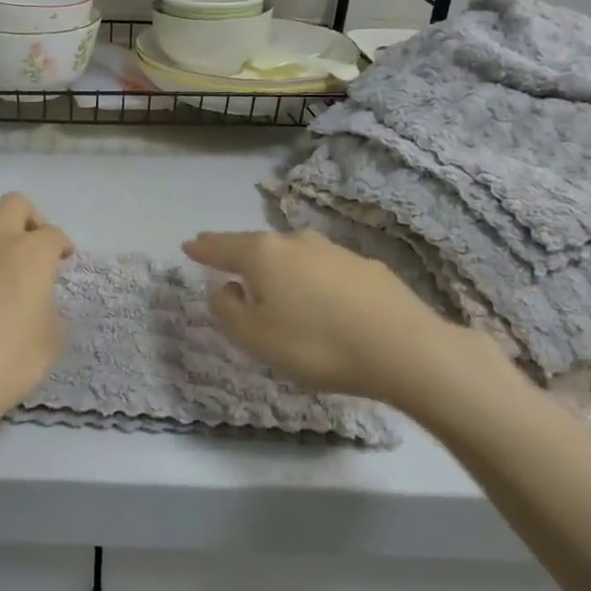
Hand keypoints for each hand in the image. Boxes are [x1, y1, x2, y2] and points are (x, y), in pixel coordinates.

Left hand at [0, 194, 71, 468]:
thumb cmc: (4, 364)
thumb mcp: (49, 343)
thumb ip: (49, 311)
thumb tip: (36, 302)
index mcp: (31, 254)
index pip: (53, 234)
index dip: (61, 246)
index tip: (62, 260)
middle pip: (14, 205)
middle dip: (28, 220)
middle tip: (30, 247)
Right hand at [182, 229, 517, 420]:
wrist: (403, 349)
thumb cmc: (316, 345)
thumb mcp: (256, 338)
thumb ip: (228, 311)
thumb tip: (224, 288)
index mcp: (264, 255)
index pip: (223, 247)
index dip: (203, 248)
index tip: (188, 245)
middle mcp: (296, 242)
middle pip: (257, 245)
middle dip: (237, 251)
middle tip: (222, 257)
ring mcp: (334, 251)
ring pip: (292, 254)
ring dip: (275, 265)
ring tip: (268, 279)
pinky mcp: (365, 267)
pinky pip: (322, 268)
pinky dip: (308, 277)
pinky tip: (316, 296)